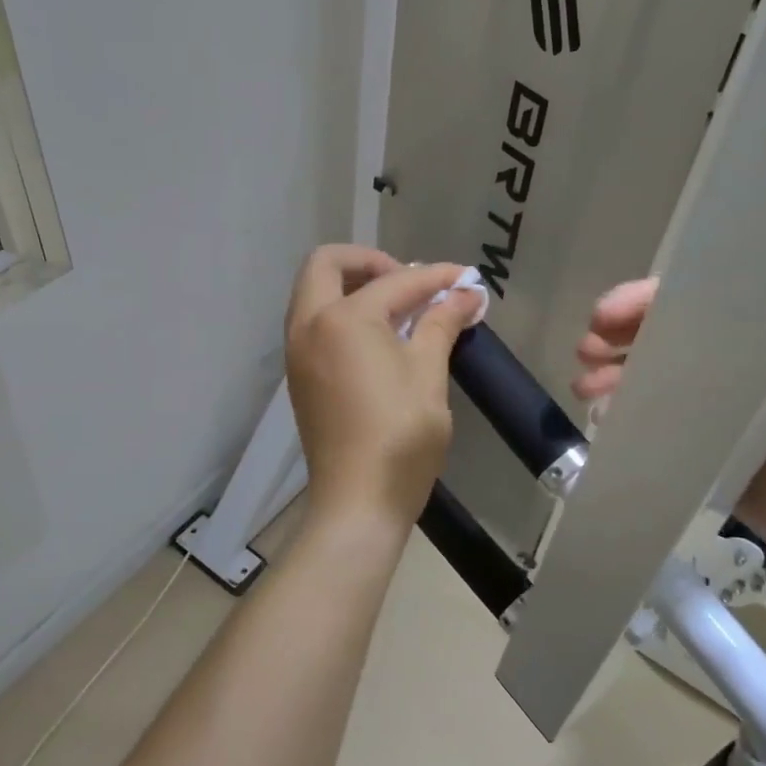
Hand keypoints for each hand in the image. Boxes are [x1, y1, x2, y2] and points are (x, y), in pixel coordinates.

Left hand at [285, 247, 481, 528]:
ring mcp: (298, 353)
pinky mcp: (300, 377)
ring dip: (354, 287)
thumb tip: (466, 294)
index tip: (467, 281)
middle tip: (411, 283)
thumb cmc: (400, 437)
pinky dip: (343, 314)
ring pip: (315, 294)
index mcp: (342, 319)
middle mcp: (308, 326)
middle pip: (327, 265)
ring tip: (400, 309)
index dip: (436, 277)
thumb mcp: (428, 374)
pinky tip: (381, 337)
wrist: (358, 503)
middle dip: (371, 262)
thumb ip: (441, 323)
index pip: (395, 282)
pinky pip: (315, 324)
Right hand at [573, 277, 765, 559]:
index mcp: (754, 330)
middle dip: (615, 336)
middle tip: (585, 350)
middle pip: (657, 334)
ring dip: (609, 374)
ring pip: (644, 373)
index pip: (687, 300)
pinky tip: (601, 416)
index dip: (641, 302)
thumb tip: (689, 304)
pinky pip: (645, 415)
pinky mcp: (688, 437)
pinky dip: (619, 410)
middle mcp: (724, 358)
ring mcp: (703, 400)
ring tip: (583, 388)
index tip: (605, 316)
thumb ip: (757, 326)